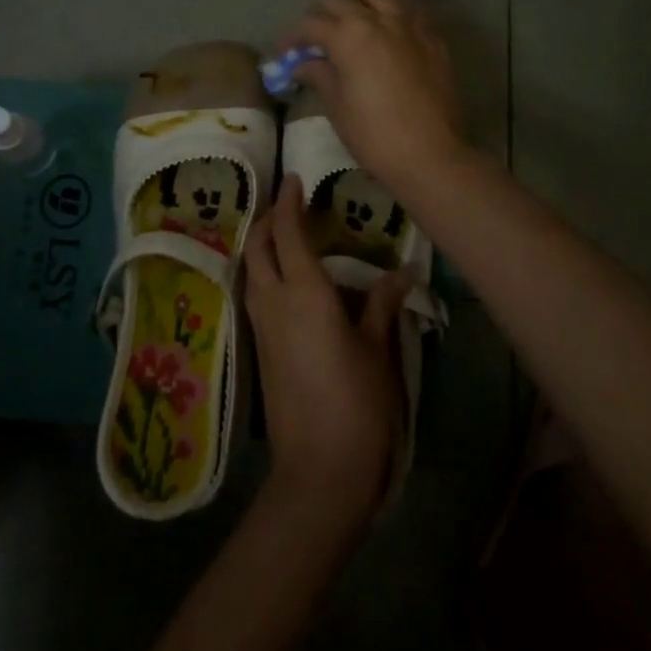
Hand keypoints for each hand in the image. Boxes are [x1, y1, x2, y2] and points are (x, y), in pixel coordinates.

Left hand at [243, 176, 408, 531]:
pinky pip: (255, 294)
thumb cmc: (356, 404)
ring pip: (251, 270)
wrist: (318, 471)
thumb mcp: (377, 351)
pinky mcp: (260, 350)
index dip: (288, 202)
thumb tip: (399, 274)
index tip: (295, 180)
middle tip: (288, 206)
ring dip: (261, 246)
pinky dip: (263, 273)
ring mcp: (262, 327)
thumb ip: (382, 306)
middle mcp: (274, 301)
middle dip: (267, 220)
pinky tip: (285, 281)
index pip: (286, 232)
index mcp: (304, 292)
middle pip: (257, 246)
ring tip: (285, 237)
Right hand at [285, 0, 464, 196]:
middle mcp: (379, 20)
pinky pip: (408, 12)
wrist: (431, 155)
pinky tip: (387, 37)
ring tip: (353, 24)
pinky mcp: (434, 39)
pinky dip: (391, 15)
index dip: (292, 38)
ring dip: (359, 3)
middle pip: (341, 1)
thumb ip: (319, 76)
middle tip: (314, 39)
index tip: (284, 53)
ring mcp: (411, 26)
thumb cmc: (374, 135)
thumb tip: (303, 64)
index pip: (311, 24)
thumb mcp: (337, 107)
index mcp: (349, 36)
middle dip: (321, 16)